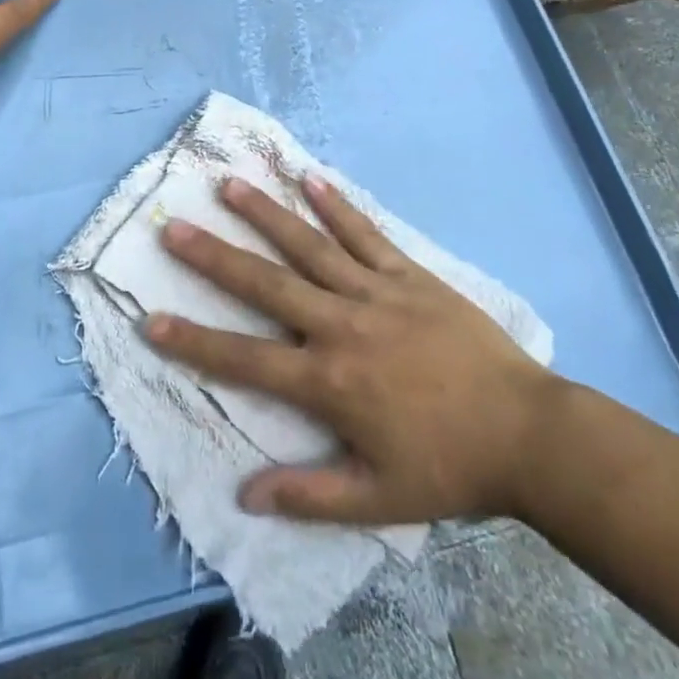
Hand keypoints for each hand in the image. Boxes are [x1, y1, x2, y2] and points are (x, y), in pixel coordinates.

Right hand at [144, 175, 559, 524]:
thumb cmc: (448, 467)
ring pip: (309, 245)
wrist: (527, 433)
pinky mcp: (408, 274)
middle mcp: (341, 324)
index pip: (245, 359)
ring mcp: (375, 292)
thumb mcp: (378, 501)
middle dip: (214, 256)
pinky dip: (336, 205)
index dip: (194, 341)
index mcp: (329, 381)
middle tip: (174, 227)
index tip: (151, 318)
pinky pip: (365, 233)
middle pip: (266, 284)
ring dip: (266, 214)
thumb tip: (245, 494)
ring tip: (229, 185)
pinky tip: (310, 178)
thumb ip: (310, 495)